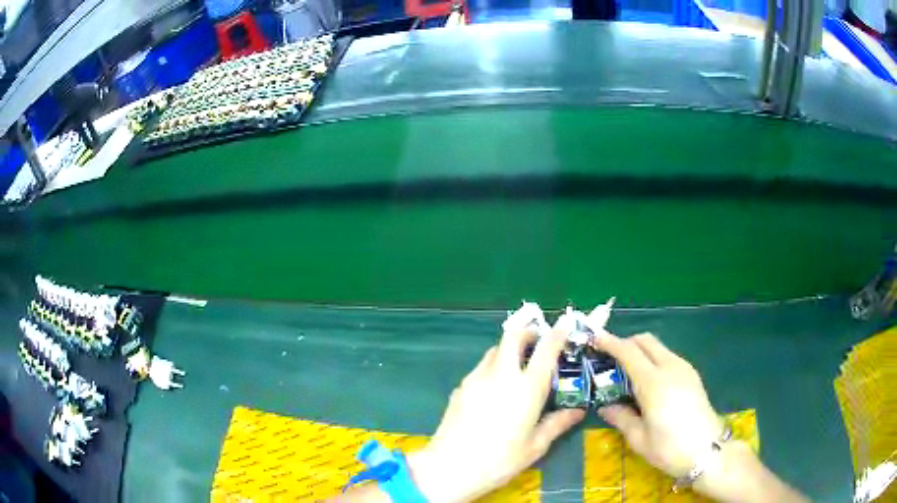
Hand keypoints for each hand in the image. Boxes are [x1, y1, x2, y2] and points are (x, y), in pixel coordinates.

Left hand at [409, 329, 585, 501]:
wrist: (450, 467)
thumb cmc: (499, 460)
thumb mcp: (535, 446)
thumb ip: (557, 424)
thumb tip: (577, 411)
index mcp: (526, 388)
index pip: (546, 349)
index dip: (557, 333)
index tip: (564, 324)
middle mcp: (501, 375)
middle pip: (513, 336)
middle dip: (528, 333)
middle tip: (537, 344)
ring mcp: (476, 378)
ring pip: (494, 350)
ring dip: (508, 351)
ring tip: (517, 371)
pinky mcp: (460, 387)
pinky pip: (480, 369)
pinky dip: (492, 369)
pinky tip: (494, 393)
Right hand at [592, 333, 807, 502]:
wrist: (708, 451)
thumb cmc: (669, 448)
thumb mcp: (638, 438)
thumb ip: (620, 417)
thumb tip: (605, 406)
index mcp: (653, 383)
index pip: (628, 352)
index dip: (609, 342)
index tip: (594, 339)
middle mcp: (670, 367)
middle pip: (645, 340)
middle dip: (625, 343)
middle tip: (609, 359)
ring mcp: (684, 369)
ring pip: (658, 347)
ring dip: (640, 351)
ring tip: (627, 373)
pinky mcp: (692, 375)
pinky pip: (668, 357)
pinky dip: (653, 359)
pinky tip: (649, 383)